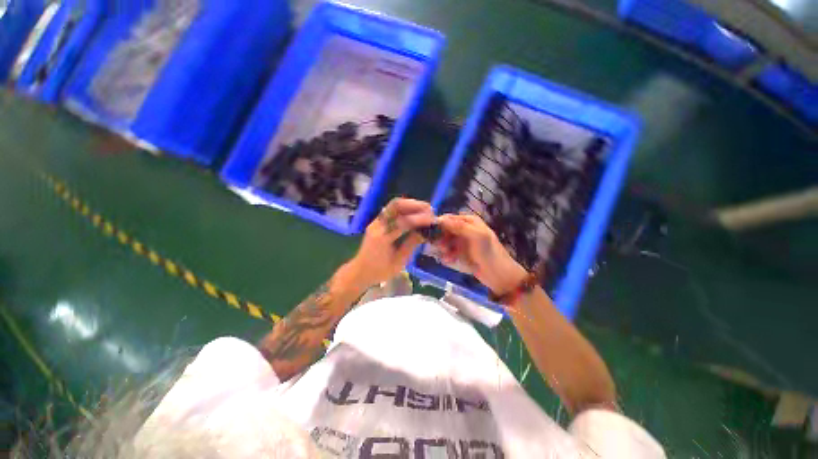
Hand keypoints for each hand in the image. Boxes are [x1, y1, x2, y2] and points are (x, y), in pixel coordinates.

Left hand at [349, 198, 434, 287]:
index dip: (420, 219)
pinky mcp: (377, 221)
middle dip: (415, 205)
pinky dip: (405, 208)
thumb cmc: (380, 271)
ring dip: (411, 204)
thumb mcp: (399, 262)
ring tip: (425, 209)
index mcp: (382, 237)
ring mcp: (376, 221)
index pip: (403, 222)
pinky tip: (415, 213)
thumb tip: (426, 231)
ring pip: (393, 204)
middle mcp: (377, 225)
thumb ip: (412, 244)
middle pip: (396, 205)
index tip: (433, 220)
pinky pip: (392, 209)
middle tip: (430, 210)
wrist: (360, 271)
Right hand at [435, 214, 526, 293]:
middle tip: (439, 246)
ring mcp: (463, 242)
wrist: (499, 276)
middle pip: (446, 229)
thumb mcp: (476, 236)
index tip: (431, 232)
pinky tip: (449, 261)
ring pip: (446, 241)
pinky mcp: (462, 253)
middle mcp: (465, 229)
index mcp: (470, 221)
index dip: (440, 224)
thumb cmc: (489, 253)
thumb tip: (440, 219)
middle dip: (441, 238)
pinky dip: (447, 255)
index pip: (450, 218)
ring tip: (446, 255)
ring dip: (443, 248)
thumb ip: (459, 226)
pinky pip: (449, 251)